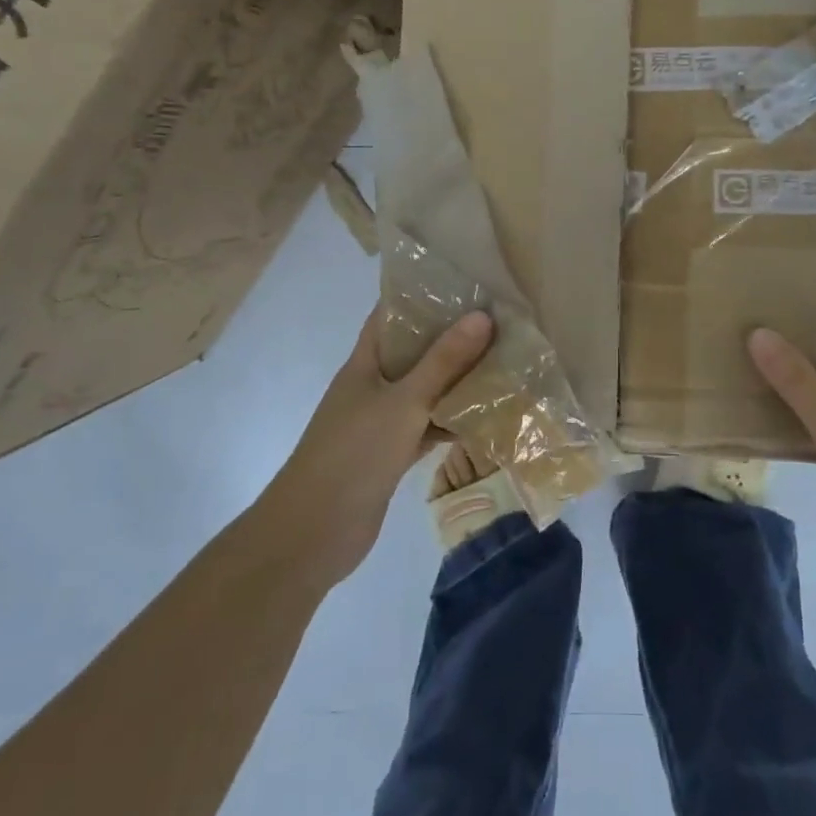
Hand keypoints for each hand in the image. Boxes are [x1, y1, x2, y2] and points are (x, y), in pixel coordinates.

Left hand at [259, 308, 492, 591]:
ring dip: (456, 379)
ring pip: (425, 390)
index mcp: (364, 364)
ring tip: (502, 359)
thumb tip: (483, 315)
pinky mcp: (392, 454)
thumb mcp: (404, 402)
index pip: (391, 315)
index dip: (421, 294)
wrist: (313, 534)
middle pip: (414, 352)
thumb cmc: (353, 455)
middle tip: (499, 319)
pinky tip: (487, 415)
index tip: (464, 281)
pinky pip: (428, 426)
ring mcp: (381, 422)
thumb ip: (443, 362)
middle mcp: (372, 386)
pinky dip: (452, 420)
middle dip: (451, 336)